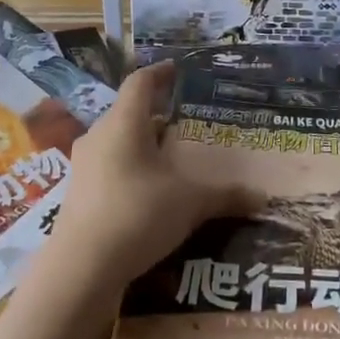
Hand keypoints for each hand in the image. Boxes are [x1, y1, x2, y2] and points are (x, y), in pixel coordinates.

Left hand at [44, 62, 262, 301]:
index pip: (140, 83)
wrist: (80, 268)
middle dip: (156, 116)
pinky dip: (130, 169)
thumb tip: (262, 197)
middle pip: (128, 114)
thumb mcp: (190, 203)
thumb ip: (226, 196)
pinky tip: (148, 192)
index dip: (159, 73)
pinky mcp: (77, 194)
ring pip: (117, 142)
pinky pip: (108, 167)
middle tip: (184, 123)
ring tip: (170, 159)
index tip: (176, 70)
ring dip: (142, 145)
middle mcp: (98, 137)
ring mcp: (83, 166)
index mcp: (124, 124)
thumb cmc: (137, 215)